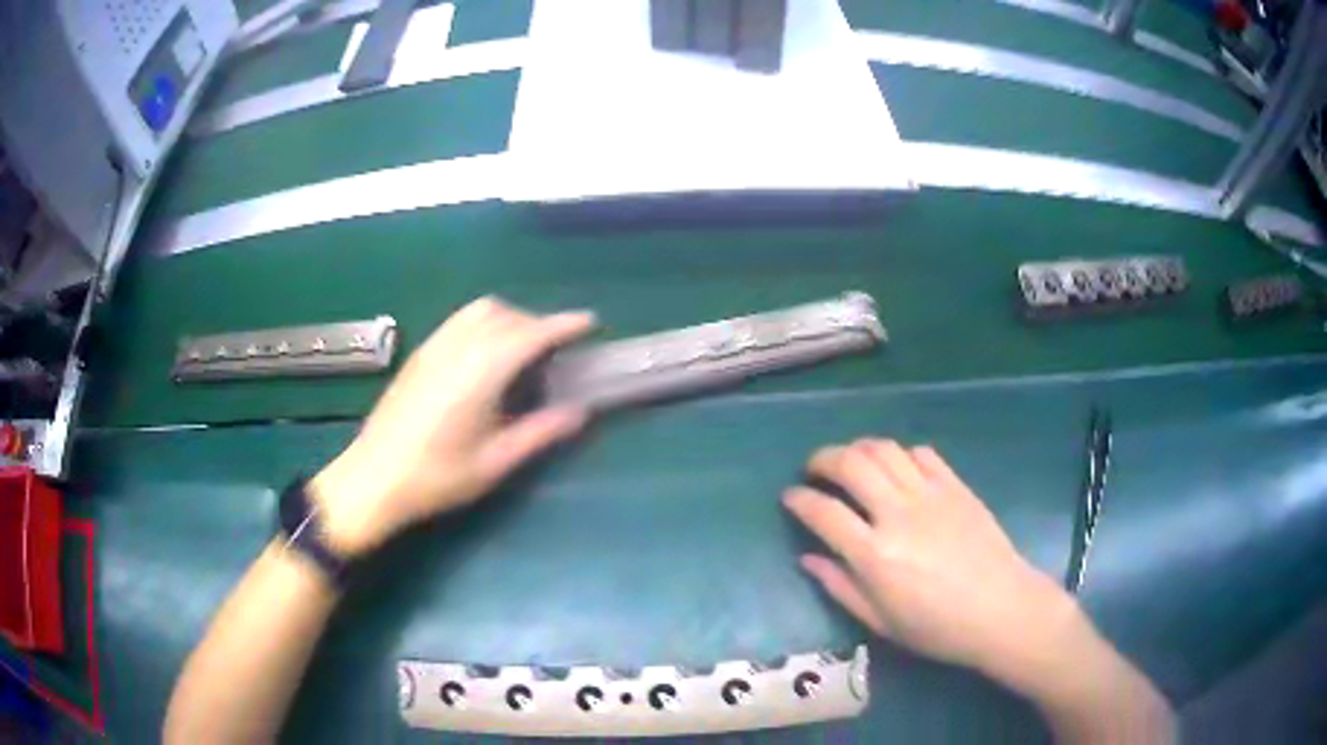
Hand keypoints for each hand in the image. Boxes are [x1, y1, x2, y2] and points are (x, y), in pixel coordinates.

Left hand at [310, 297, 595, 557]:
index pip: (529, 334)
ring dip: (509, 319)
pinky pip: (459, 321)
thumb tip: (580, 411)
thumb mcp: (494, 463)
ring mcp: (433, 347)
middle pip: (505, 314)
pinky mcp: (419, 354)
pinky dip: (484, 324)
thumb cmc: (436, 477)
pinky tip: (485, 357)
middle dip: (537, 322)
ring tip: (522, 351)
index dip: (562, 324)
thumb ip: (539, 432)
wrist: (373, 479)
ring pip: (479, 311)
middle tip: (557, 351)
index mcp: (479, 373)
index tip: (589, 323)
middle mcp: (457, 348)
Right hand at [783, 439, 1079, 685]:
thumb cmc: (937, 628)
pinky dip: (900, 454)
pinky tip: (897, 469)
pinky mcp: (956, 486)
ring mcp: (931, 494)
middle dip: (823, 459)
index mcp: (875, 554)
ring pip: (884, 449)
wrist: (1001, 610)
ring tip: (851, 462)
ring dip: (858, 448)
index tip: (789, 496)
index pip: (824, 512)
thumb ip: (840, 586)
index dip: (799, 499)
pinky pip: (921, 453)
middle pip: (851, 464)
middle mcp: (898, 514)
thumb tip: (807, 559)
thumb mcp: (880, 621)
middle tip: (814, 469)